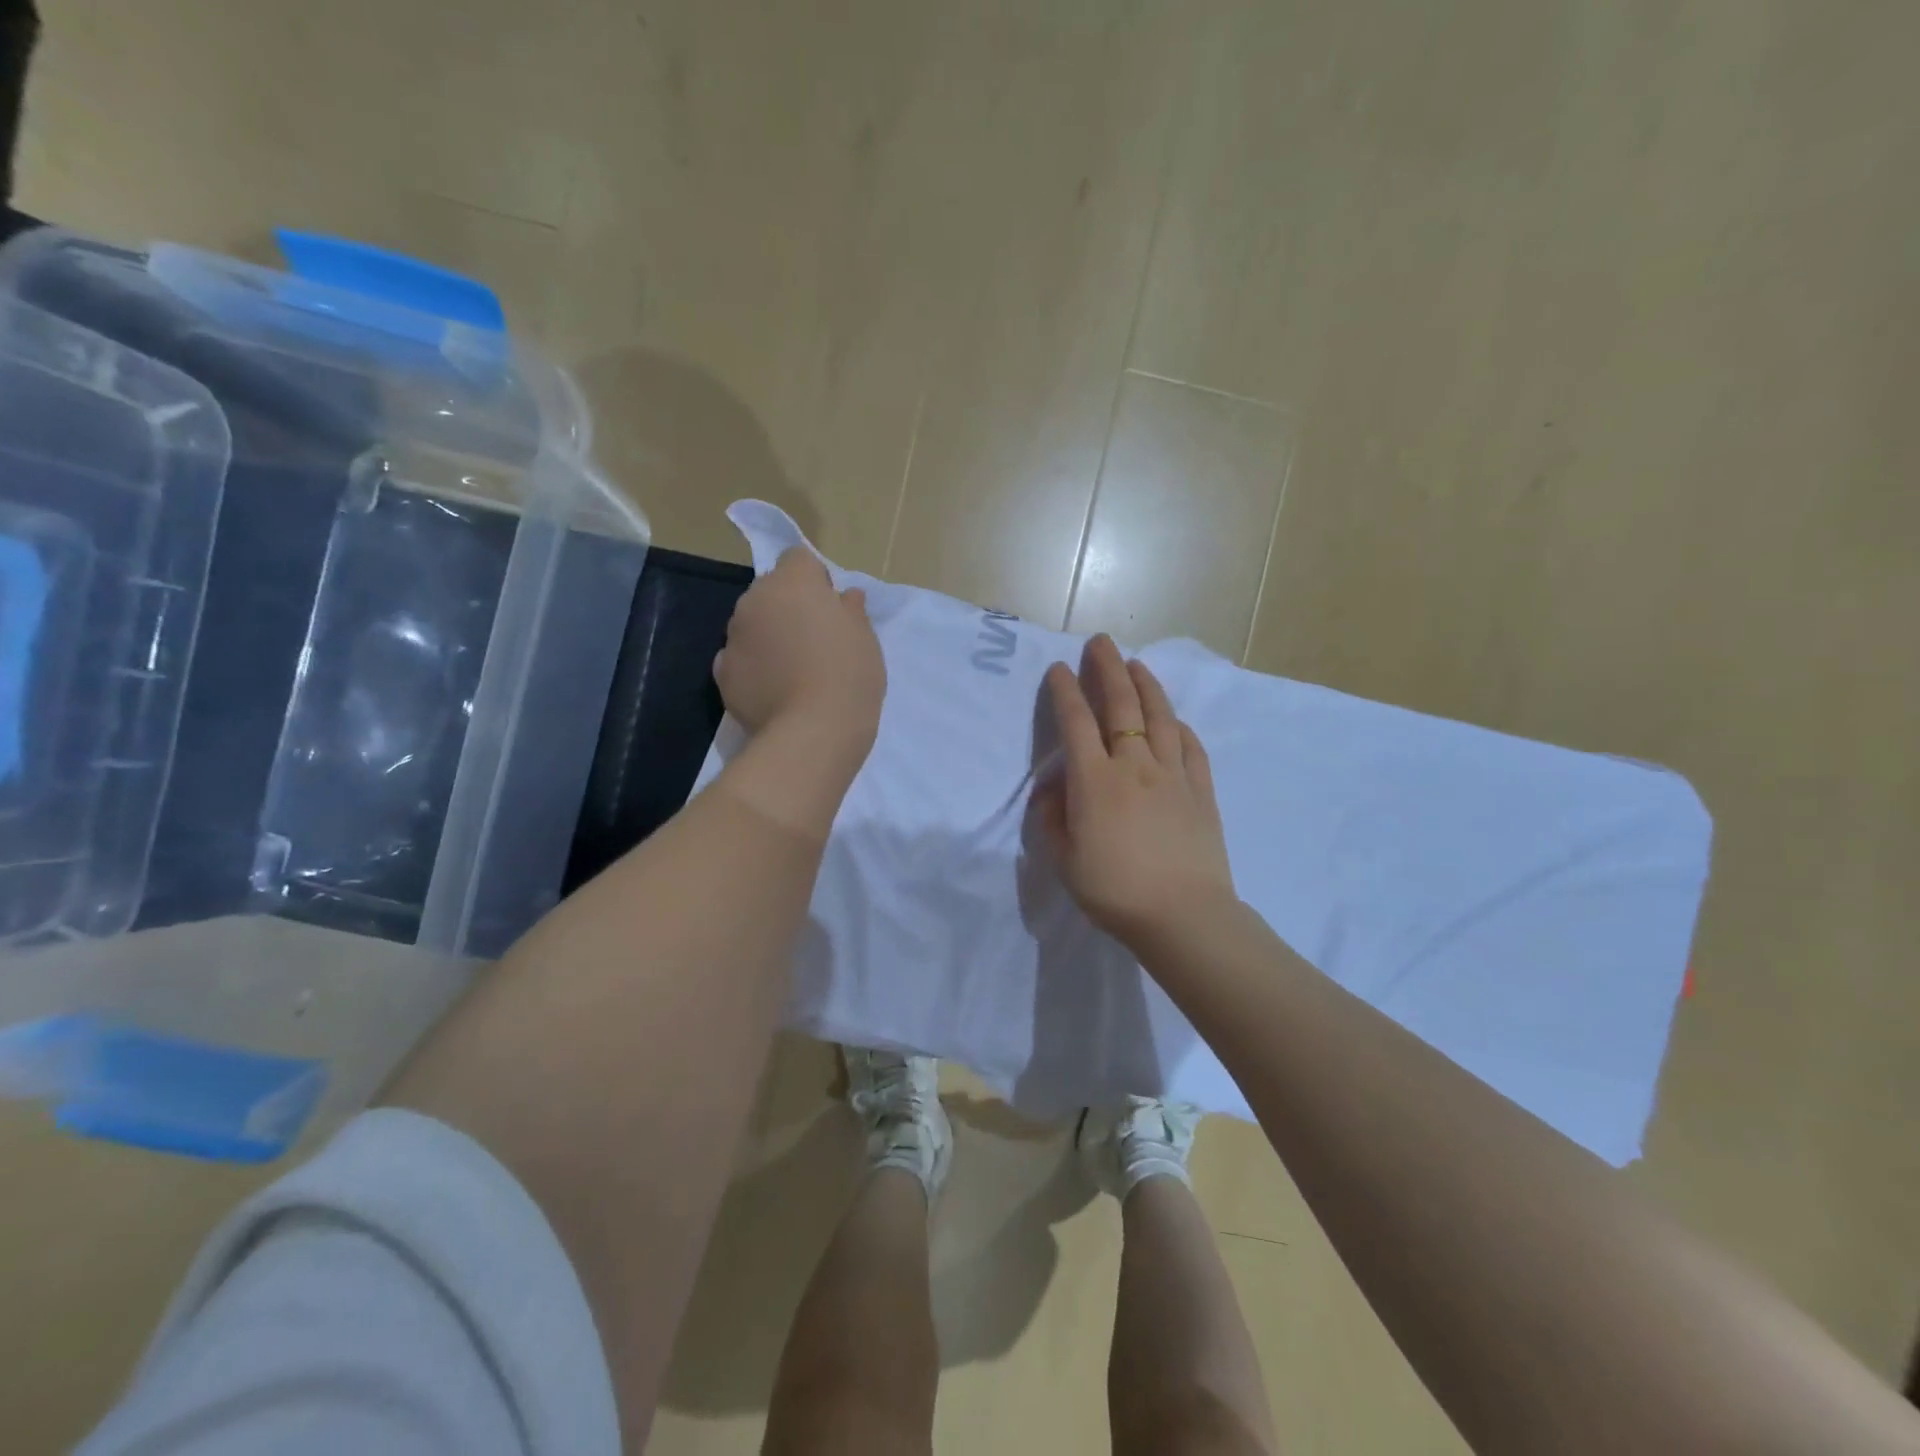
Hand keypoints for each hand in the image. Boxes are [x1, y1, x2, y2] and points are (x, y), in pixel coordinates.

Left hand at [714, 547, 885, 759]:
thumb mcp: (865, 639)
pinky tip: (772, 690)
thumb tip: (846, 597)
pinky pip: (738, 658)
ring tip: (792, 670)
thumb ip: (851, 611)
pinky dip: (752, 667)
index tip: (830, 607)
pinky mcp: (721, 673)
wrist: (813, 731)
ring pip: (751, 624)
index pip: (798, 558)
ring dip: (768, 636)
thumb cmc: (849, 675)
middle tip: (813, 640)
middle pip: (771, 591)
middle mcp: (755, 600)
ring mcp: (733, 637)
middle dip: (788, 607)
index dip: (815, 580)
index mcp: (793, 583)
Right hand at [1036, 635, 1236, 947]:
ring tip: (1136, 664)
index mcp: (1095, 780)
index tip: (1058, 668)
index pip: (1076, 723)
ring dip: (1146, 686)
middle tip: (1101, 642)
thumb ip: (1053, 819)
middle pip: (1120, 706)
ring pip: (1159, 717)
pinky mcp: (1201, 790)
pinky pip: (1191, 747)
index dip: (1065, 691)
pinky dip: (1179, 726)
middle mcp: (1134, 765)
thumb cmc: (1114, 891)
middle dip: (1107, 669)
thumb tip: (1054, 791)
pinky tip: (1174, 719)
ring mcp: (1173, 775)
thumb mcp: (1065, 861)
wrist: (1183, 916)